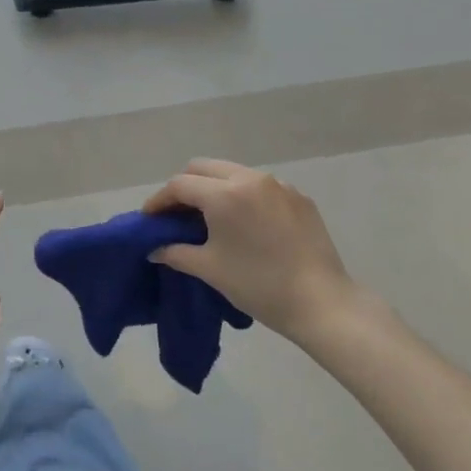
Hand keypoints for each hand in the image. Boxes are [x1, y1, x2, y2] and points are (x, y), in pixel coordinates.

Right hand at [143, 159, 364, 345]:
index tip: (149, 219)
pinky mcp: (299, 198)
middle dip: (184, 186)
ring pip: (234, 173)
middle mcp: (251, 178)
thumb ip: (176, 252)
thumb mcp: (209, 269)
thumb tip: (156, 249)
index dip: (159, 200)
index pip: (180, 185)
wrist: (321, 302)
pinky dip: (242, 196)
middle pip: (204, 168)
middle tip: (175, 214)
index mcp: (224, 194)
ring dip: (214, 188)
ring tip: (209, 217)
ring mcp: (279, 185)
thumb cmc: (258, 285)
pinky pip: (260, 186)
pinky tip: (244, 224)